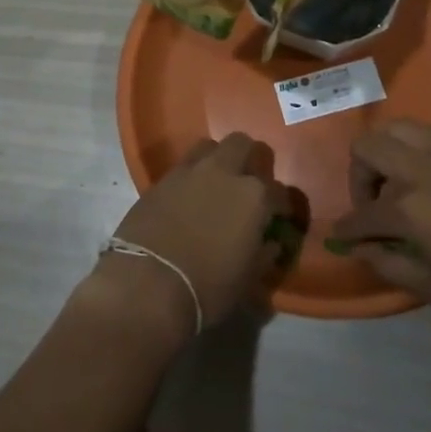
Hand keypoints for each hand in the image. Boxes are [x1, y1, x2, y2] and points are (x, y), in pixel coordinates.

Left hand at [97, 134, 308, 336]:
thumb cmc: (208, 287)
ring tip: (217, 182)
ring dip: (217, 159)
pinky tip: (189, 196)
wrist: (148, 282)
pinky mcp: (160, 179)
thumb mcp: (248, 279)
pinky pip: (182, 166)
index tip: (280, 218)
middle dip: (250, 159)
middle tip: (249, 182)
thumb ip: (264, 255)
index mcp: (254, 196)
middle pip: (242, 144)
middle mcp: (224, 172)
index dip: (283, 206)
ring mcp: (189, 171)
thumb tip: (270, 243)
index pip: (280, 192)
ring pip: (209, 147)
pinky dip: (191, 176)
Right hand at [328, 120, 430, 318]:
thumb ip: (389, 266)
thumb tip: (359, 249)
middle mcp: (419, 168)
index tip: (343, 235)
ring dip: (386, 155)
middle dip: (359, 177)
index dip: (347, 228)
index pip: (360, 214)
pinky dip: (417, 148)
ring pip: (393, 129)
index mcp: (409, 209)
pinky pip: (427, 131)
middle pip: (365, 149)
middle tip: (376, 203)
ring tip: (403, 183)